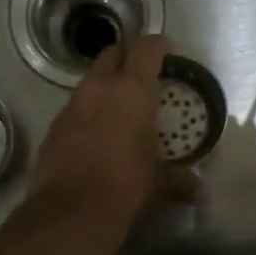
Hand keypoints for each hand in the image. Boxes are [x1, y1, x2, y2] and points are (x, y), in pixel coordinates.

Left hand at [27, 34, 198, 224]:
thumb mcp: (157, 181)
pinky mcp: (54, 125)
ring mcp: (72, 105)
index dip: (157, 44)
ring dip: (105, 83)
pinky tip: (96, 129)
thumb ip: (178, 181)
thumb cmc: (125, 184)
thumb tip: (201, 194)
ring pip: (90, 79)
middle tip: (141, 68)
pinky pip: (75, 106)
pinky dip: (88, 109)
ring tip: (119, 101)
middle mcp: (100, 88)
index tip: (166, 48)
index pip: (145, 49)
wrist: (70, 209)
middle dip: (127, 55)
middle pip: (112, 53)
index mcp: (132, 91)